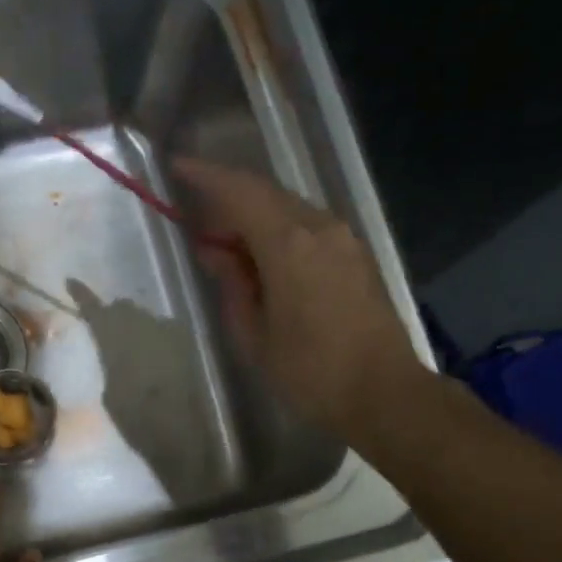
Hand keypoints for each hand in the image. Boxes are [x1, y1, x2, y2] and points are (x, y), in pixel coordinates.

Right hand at [176, 157, 428, 442]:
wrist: (384, 394)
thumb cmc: (310, 372)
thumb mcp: (254, 335)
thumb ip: (232, 284)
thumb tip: (215, 251)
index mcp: (289, 244)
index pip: (240, 192)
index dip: (206, 176)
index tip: (176, 166)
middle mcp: (320, 228)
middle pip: (266, 194)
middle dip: (228, 199)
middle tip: (197, 221)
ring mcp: (344, 239)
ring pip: (289, 209)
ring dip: (254, 216)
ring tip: (227, 245)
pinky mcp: (356, 256)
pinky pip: (308, 228)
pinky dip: (278, 231)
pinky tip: (263, 258)